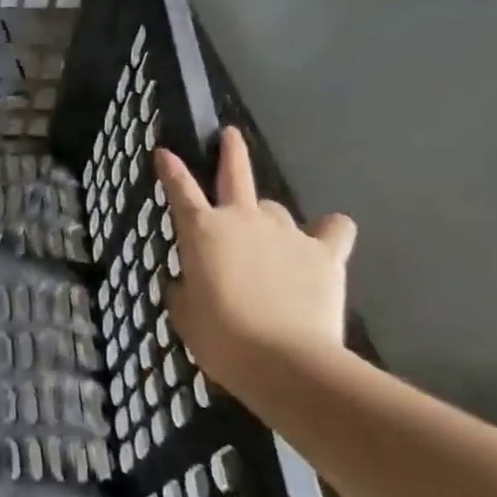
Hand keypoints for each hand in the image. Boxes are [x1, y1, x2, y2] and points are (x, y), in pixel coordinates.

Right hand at [154, 126, 356, 378]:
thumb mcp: (185, 313)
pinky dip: (330, 232)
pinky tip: (327, 241)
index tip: (163, 152)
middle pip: (236, 173)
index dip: (169, 169)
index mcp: (202, 231)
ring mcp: (287, 232)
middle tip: (229, 135)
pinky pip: (334, 230)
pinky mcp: (325, 253)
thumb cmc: (221, 338)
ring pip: (277, 208)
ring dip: (271, 219)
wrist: (285, 361)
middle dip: (231, 151)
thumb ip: (183, 288)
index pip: (179, 189)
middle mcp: (243, 220)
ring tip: (274, 242)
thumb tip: (187, 281)